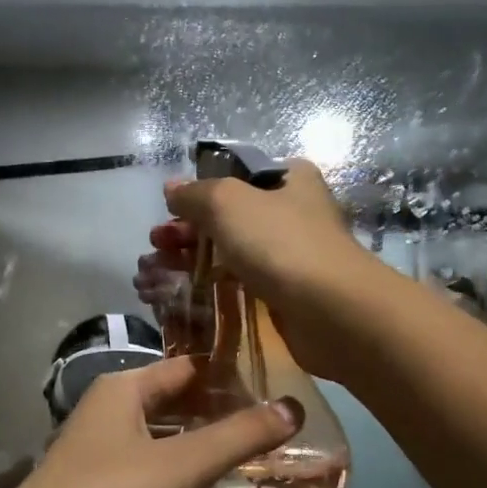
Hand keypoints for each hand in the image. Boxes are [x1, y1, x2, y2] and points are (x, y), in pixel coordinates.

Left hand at [0, 356, 301, 487]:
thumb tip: (294, 407)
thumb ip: (239, 436)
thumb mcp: (182, 464)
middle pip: (175, 403)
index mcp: (124, 389)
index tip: (279, 388)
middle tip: (278, 428)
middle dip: (221, 415)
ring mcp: (100, 454)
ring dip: (202, 448)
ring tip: (258, 459)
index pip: (187, 367)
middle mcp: (110, 413)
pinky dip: (180, 477)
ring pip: (163, 440)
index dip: (231, 375)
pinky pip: (149, 473)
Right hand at [136, 158, 384, 383]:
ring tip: (155, 271)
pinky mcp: (285, 291)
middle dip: (187, 230)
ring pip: (231, 250)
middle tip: (155, 244)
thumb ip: (194, 193)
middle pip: (228, 216)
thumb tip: (172, 189)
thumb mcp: (227, 202)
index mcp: (289, 178)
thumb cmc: (280, 243)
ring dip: (193, 258)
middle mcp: (293, 211)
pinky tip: (183, 292)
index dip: (199, 192)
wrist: (331, 311)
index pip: (235, 176)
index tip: (169, 212)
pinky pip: (240, 281)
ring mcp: (290, 254)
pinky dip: (212, 283)